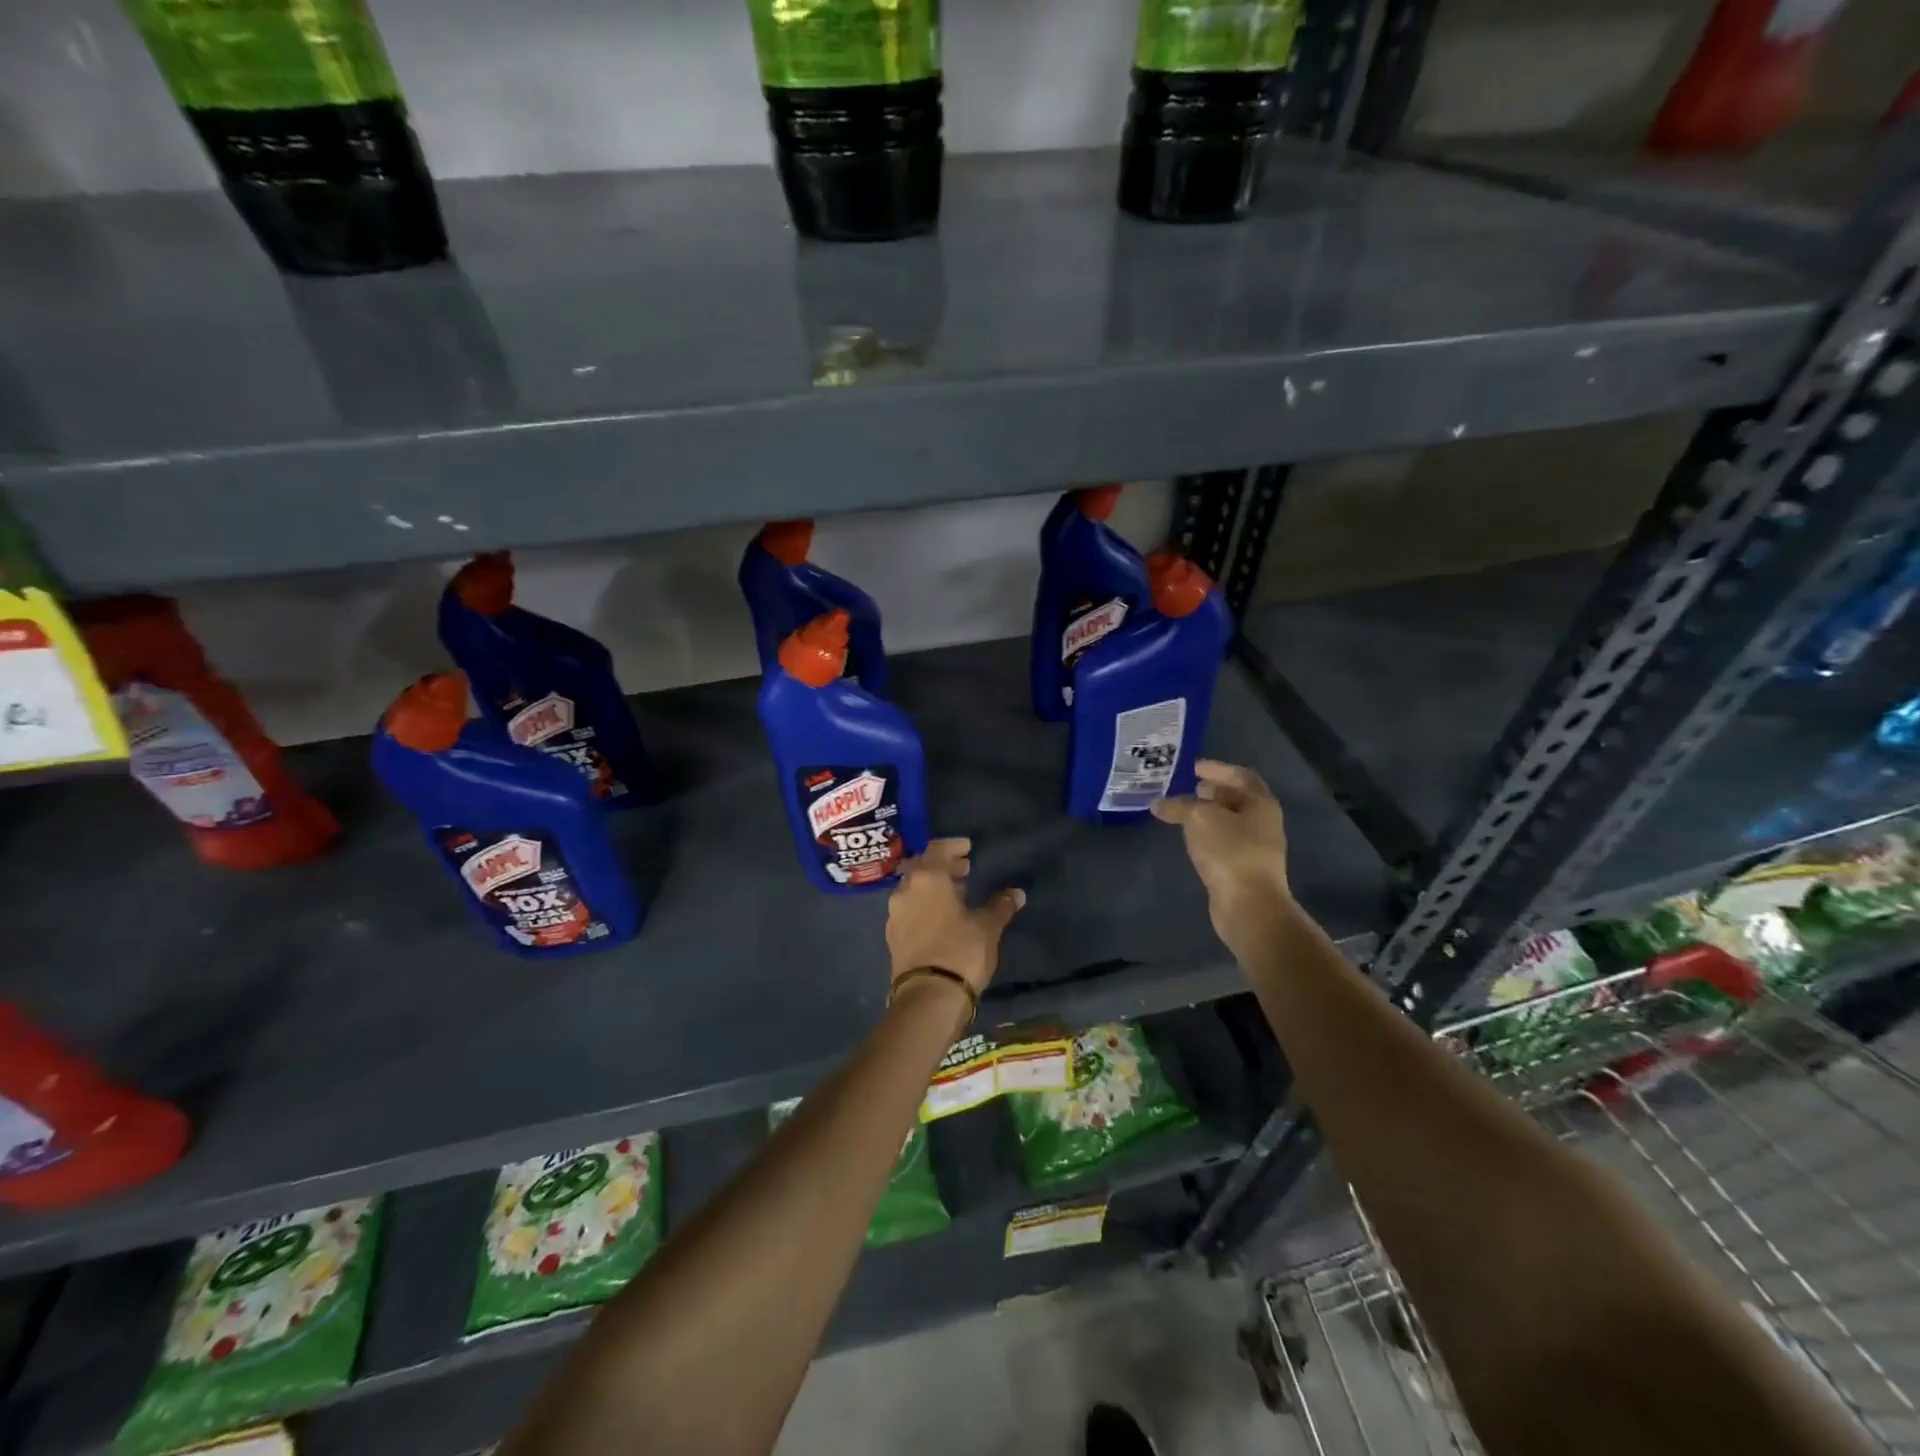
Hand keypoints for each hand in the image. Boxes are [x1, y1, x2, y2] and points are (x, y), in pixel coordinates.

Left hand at [885, 838, 1024, 996]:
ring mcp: (895, 914)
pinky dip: (925, 904)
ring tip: (958, 893)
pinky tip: (943, 916)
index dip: (954, 846)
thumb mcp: (987, 926)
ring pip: (914, 888)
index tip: (968, 848)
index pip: (937, 849)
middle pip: (922, 867)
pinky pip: (910, 909)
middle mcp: (905, 890)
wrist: (928, 998)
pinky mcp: (893, 936)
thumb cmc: (960, 951)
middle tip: (965, 869)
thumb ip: (1000, 905)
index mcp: (927, 878)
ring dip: (934, 886)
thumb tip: (1016, 893)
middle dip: (943, 866)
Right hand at [1152, 760, 1294, 956]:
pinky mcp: (1242, 867)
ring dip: (1206, 813)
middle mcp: (1263, 821)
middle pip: (1236, 798)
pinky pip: (1223, 841)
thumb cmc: (1230, 852)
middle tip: (1184, 787)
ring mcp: (1255, 846)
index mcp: (1261, 803)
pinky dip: (1206, 833)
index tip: (1191, 767)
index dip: (1216, 769)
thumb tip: (1158, 804)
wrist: (1248, 905)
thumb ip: (1179, 806)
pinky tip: (1188, 837)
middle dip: (1211, 791)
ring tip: (1181, 811)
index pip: (1239, 775)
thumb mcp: (1200, 818)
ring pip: (1228, 821)